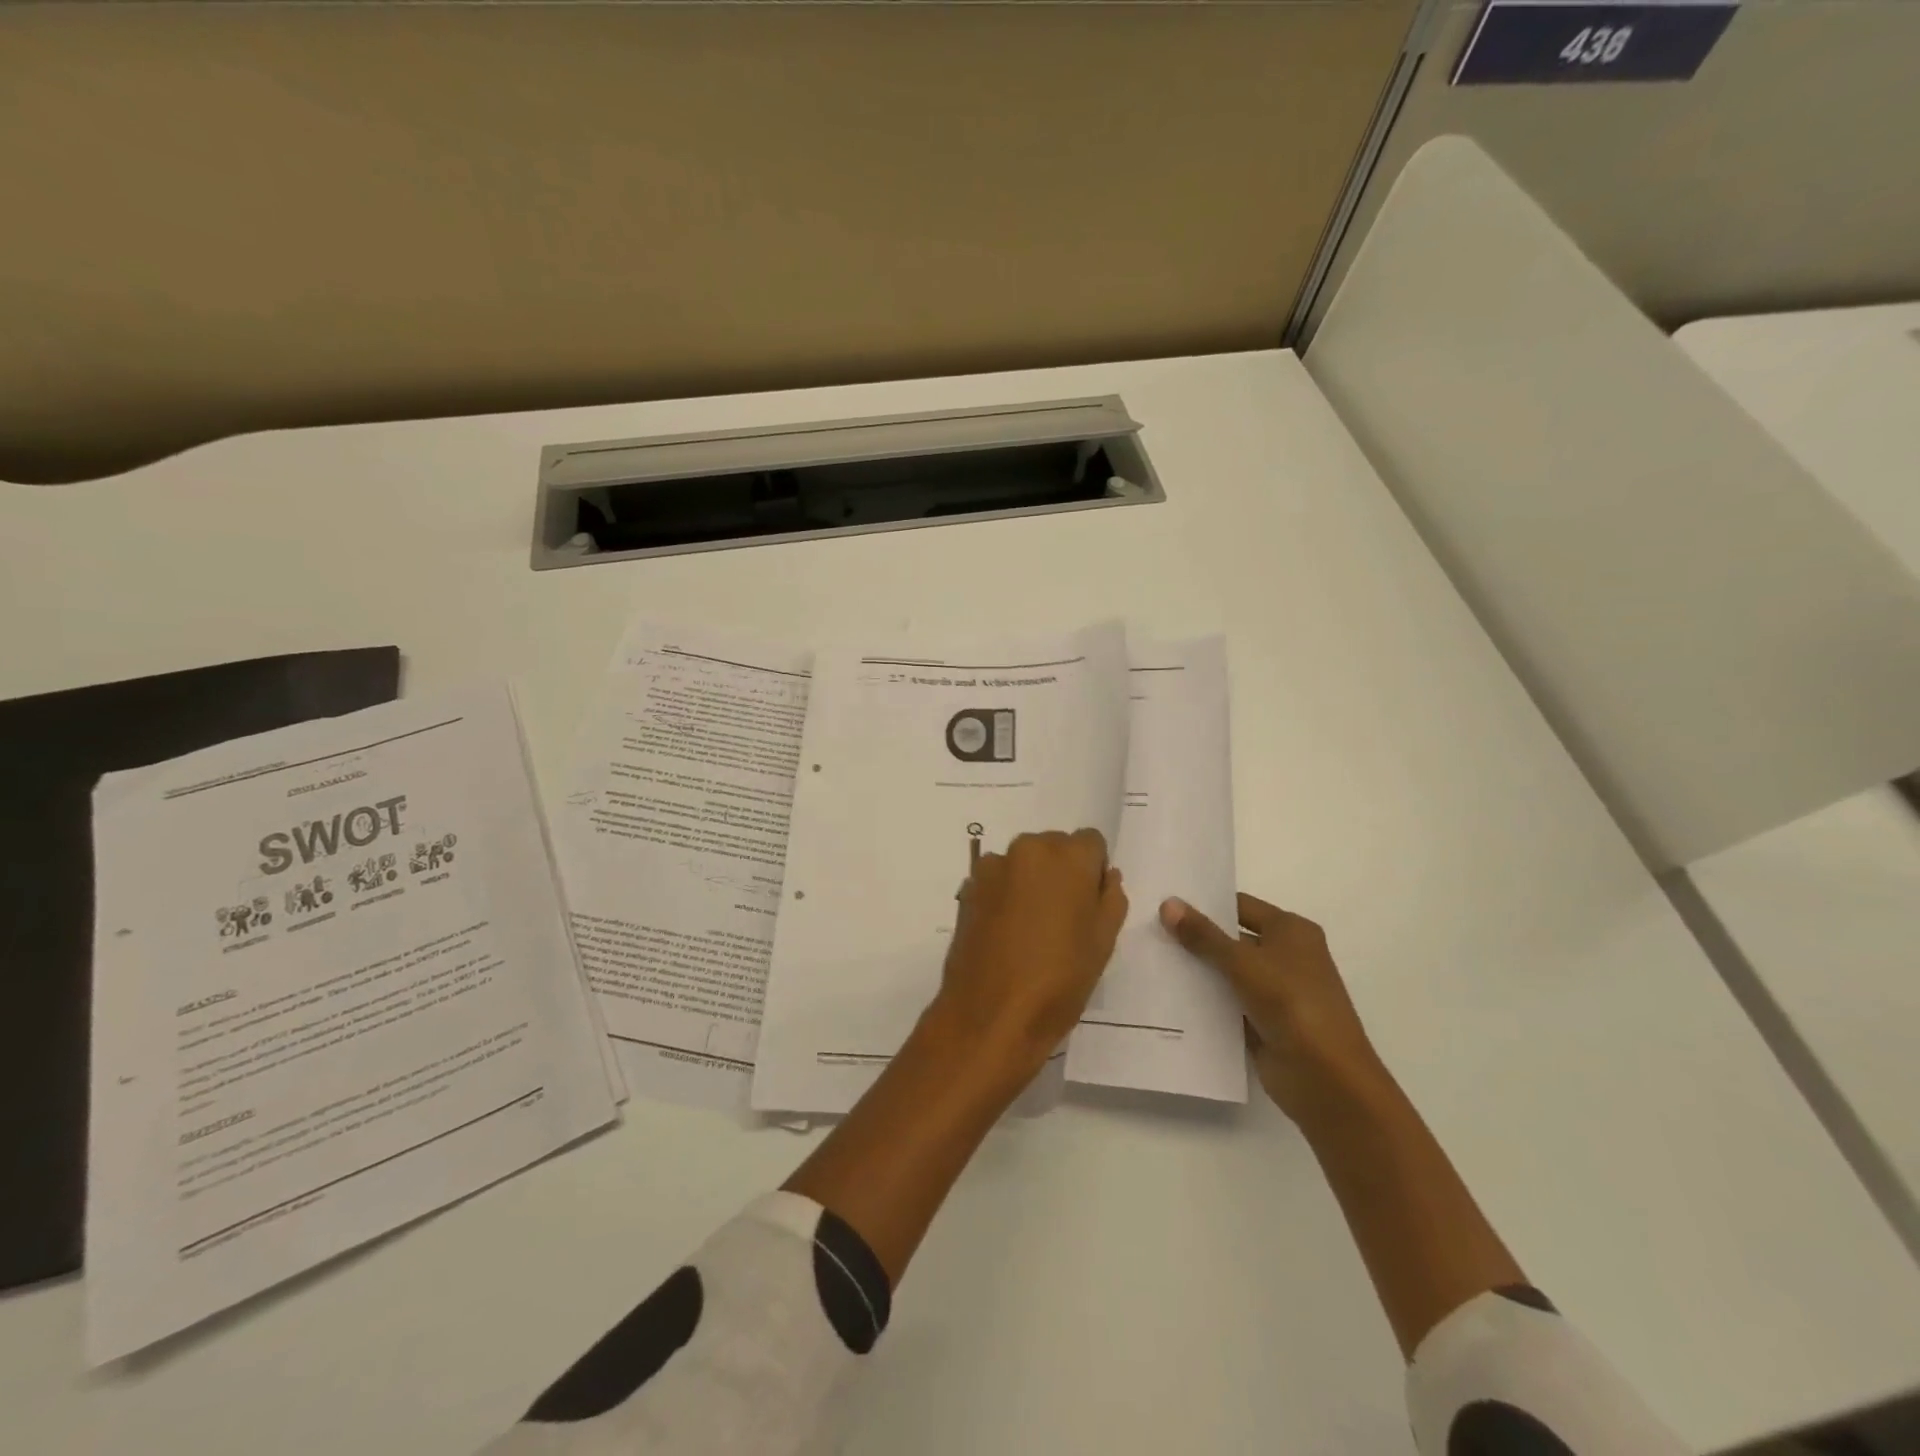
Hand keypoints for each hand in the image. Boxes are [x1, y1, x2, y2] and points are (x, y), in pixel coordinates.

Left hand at [931, 829, 1126, 1079]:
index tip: (1089, 904)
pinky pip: (998, 879)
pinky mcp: (968, 887)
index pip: (1091, 842)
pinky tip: (1006, 933)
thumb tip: (1105, 876)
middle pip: (1054, 847)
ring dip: (1031, 881)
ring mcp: (993, 866)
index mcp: (1068, 857)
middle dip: (1062, 872)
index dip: (1094, 870)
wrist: (990, 1014)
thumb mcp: (1103, 942)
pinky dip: (1005, 894)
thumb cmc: (1059, 980)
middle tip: (1063, 919)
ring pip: (1024, 863)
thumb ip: (1111, 898)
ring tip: (1031, 929)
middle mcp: (1028, 848)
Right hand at [1160, 893, 1389, 1124]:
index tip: (1164, 903)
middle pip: (1231, 939)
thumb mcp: (1243, 963)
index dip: (1205, 904)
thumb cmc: (1291, 1004)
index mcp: (1291, 931)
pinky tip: (1167, 997)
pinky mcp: (1263, 1023)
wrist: (1326, 1079)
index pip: (1240, 906)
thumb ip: (1203, 935)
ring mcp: (1275, 992)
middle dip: (1195, 938)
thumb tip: (1167, 903)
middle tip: (1149, 930)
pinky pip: (1227, 1004)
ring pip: (1226, 973)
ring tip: (1149, 960)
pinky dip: (1204, 1001)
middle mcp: (1285, 956)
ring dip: (1196, 971)